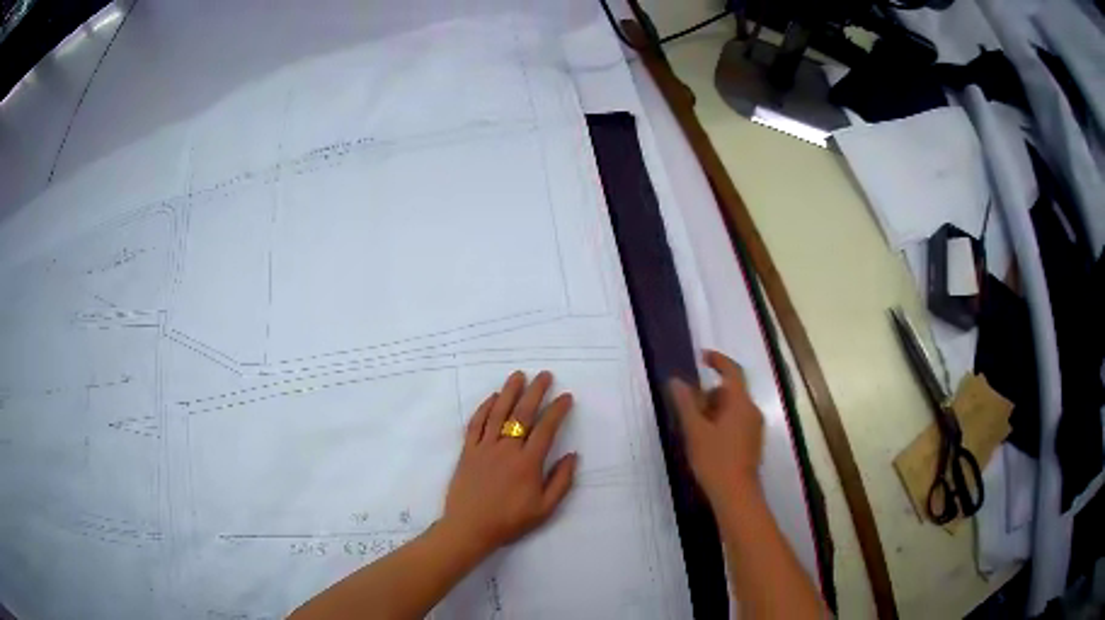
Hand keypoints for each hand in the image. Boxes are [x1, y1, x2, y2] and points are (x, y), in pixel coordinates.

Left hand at [441, 371, 577, 558]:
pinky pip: (476, 424)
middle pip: (522, 414)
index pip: (546, 429)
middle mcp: (507, 450)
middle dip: (535, 392)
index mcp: (528, 463)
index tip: (566, 396)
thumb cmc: (510, 521)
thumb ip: (561, 481)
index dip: (557, 410)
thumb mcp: (545, 509)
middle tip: (544, 375)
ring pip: (498, 413)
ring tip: (518, 375)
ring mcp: (484, 448)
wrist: (470, 528)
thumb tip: (573, 455)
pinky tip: (492, 398)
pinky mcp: (468, 451)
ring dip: (509, 392)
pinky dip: (484, 408)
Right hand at [668, 350, 763, 506]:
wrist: (736, 494)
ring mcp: (755, 427)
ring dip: (714, 411)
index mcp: (740, 403)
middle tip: (688, 410)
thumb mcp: (695, 431)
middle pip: (730, 392)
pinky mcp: (753, 442)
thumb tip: (676, 381)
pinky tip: (707, 442)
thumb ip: (685, 404)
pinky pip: (737, 422)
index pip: (732, 371)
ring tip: (694, 430)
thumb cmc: (715, 460)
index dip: (718, 360)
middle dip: (708, 395)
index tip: (702, 357)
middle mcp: (752, 410)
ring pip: (733, 409)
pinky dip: (722, 423)